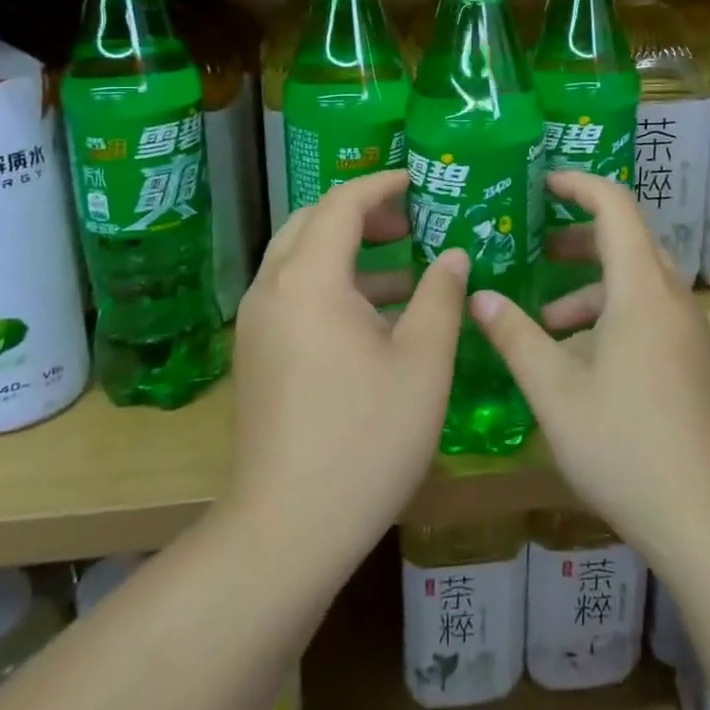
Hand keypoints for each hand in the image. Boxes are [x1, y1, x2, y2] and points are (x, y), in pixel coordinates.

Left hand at [229, 170, 467, 570]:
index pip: (341, 204)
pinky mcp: (256, 356)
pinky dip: (332, 283)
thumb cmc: (366, 438)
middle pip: (310, 223)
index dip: (381, 184)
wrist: (288, 529)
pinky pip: (293, 293)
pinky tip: (376, 315)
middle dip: (361, 212)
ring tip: (404, 264)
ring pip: (299, 259)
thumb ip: (441, 295)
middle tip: (411, 220)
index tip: (419, 180)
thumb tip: (453, 254)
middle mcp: (272, 291)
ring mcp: (257, 326)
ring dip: (347, 249)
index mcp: (309, 281)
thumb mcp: (423, 362)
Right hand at [468, 172, 709, 558]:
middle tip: (533, 244)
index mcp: (642, 289)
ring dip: (591, 284)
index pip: (615, 206)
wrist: (707, 519)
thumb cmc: (625, 445)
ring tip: (544, 315)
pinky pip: (648, 311)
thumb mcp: (555, 391)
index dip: (578, 185)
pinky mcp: (691, 359)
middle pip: (628, 239)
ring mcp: (687, 330)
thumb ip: (515, 336)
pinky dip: (610, 312)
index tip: (540, 183)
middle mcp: (671, 298)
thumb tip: (479, 296)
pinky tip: (577, 356)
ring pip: (637, 280)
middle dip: (578, 235)